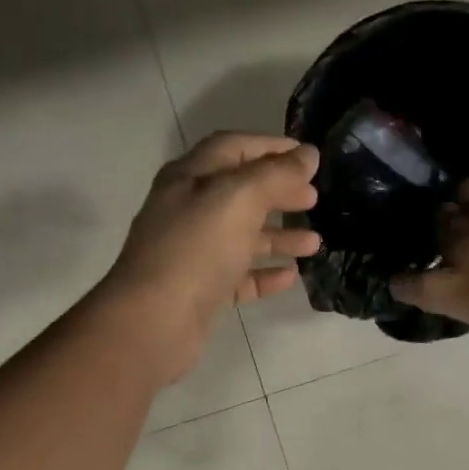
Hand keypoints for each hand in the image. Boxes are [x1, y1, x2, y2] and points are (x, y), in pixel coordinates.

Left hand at [97, 133, 320, 382]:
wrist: (154, 322)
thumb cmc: (195, 250)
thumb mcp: (237, 199)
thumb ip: (275, 174)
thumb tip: (308, 154)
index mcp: (189, 178)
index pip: (233, 148)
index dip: (270, 147)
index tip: (309, 157)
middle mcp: (188, 211)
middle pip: (239, 192)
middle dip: (278, 192)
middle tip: (314, 199)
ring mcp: (192, 253)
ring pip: (241, 237)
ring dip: (278, 236)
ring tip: (314, 243)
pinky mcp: (200, 291)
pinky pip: (238, 276)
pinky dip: (264, 273)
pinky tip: (291, 276)